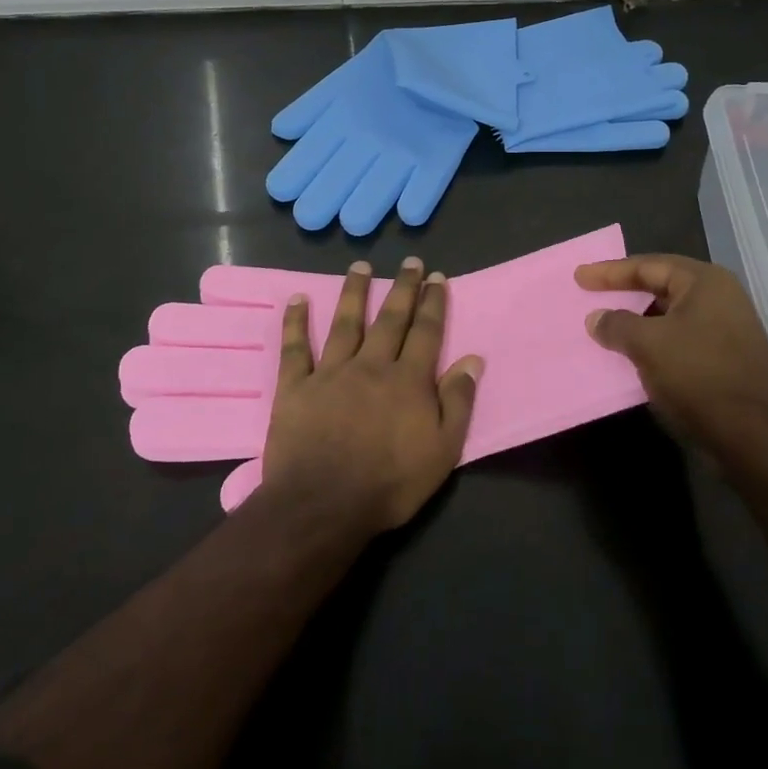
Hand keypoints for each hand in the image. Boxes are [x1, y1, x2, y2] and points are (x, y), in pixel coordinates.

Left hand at [259, 257, 482, 535]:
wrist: (323, 506)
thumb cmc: (389, 484)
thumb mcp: (442, 451)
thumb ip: (457, 402)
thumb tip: (472, 359)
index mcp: (408, 380)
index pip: (425, 332)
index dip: (433, 302)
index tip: (437, 277)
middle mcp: (371, 365)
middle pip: (390, 319)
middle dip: (402, 288)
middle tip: (410, 263)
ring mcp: (331, 372)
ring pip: (345, 322)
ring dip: (354, 292)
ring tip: (360, 267)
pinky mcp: (296, 387)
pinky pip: (295, 348)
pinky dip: (296, 322)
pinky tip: (298, 299)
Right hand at [576, 253, 767, 456]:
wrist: (757, 436)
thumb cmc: (700, 376)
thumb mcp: (649, 345)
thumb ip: (617, 325)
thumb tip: (596, 318)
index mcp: (704, 282)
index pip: (648, 265)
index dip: (610, 271)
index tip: (579, 277)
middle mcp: (719, 298)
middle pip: (661, 286)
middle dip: (625, 293)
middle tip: (592, 296)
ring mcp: (725, 329)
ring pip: (670, 317)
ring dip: (638, 322)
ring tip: (607, 328)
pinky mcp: (725, 359)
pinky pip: (679, 340)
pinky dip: (653, 344)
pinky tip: (633, 356)